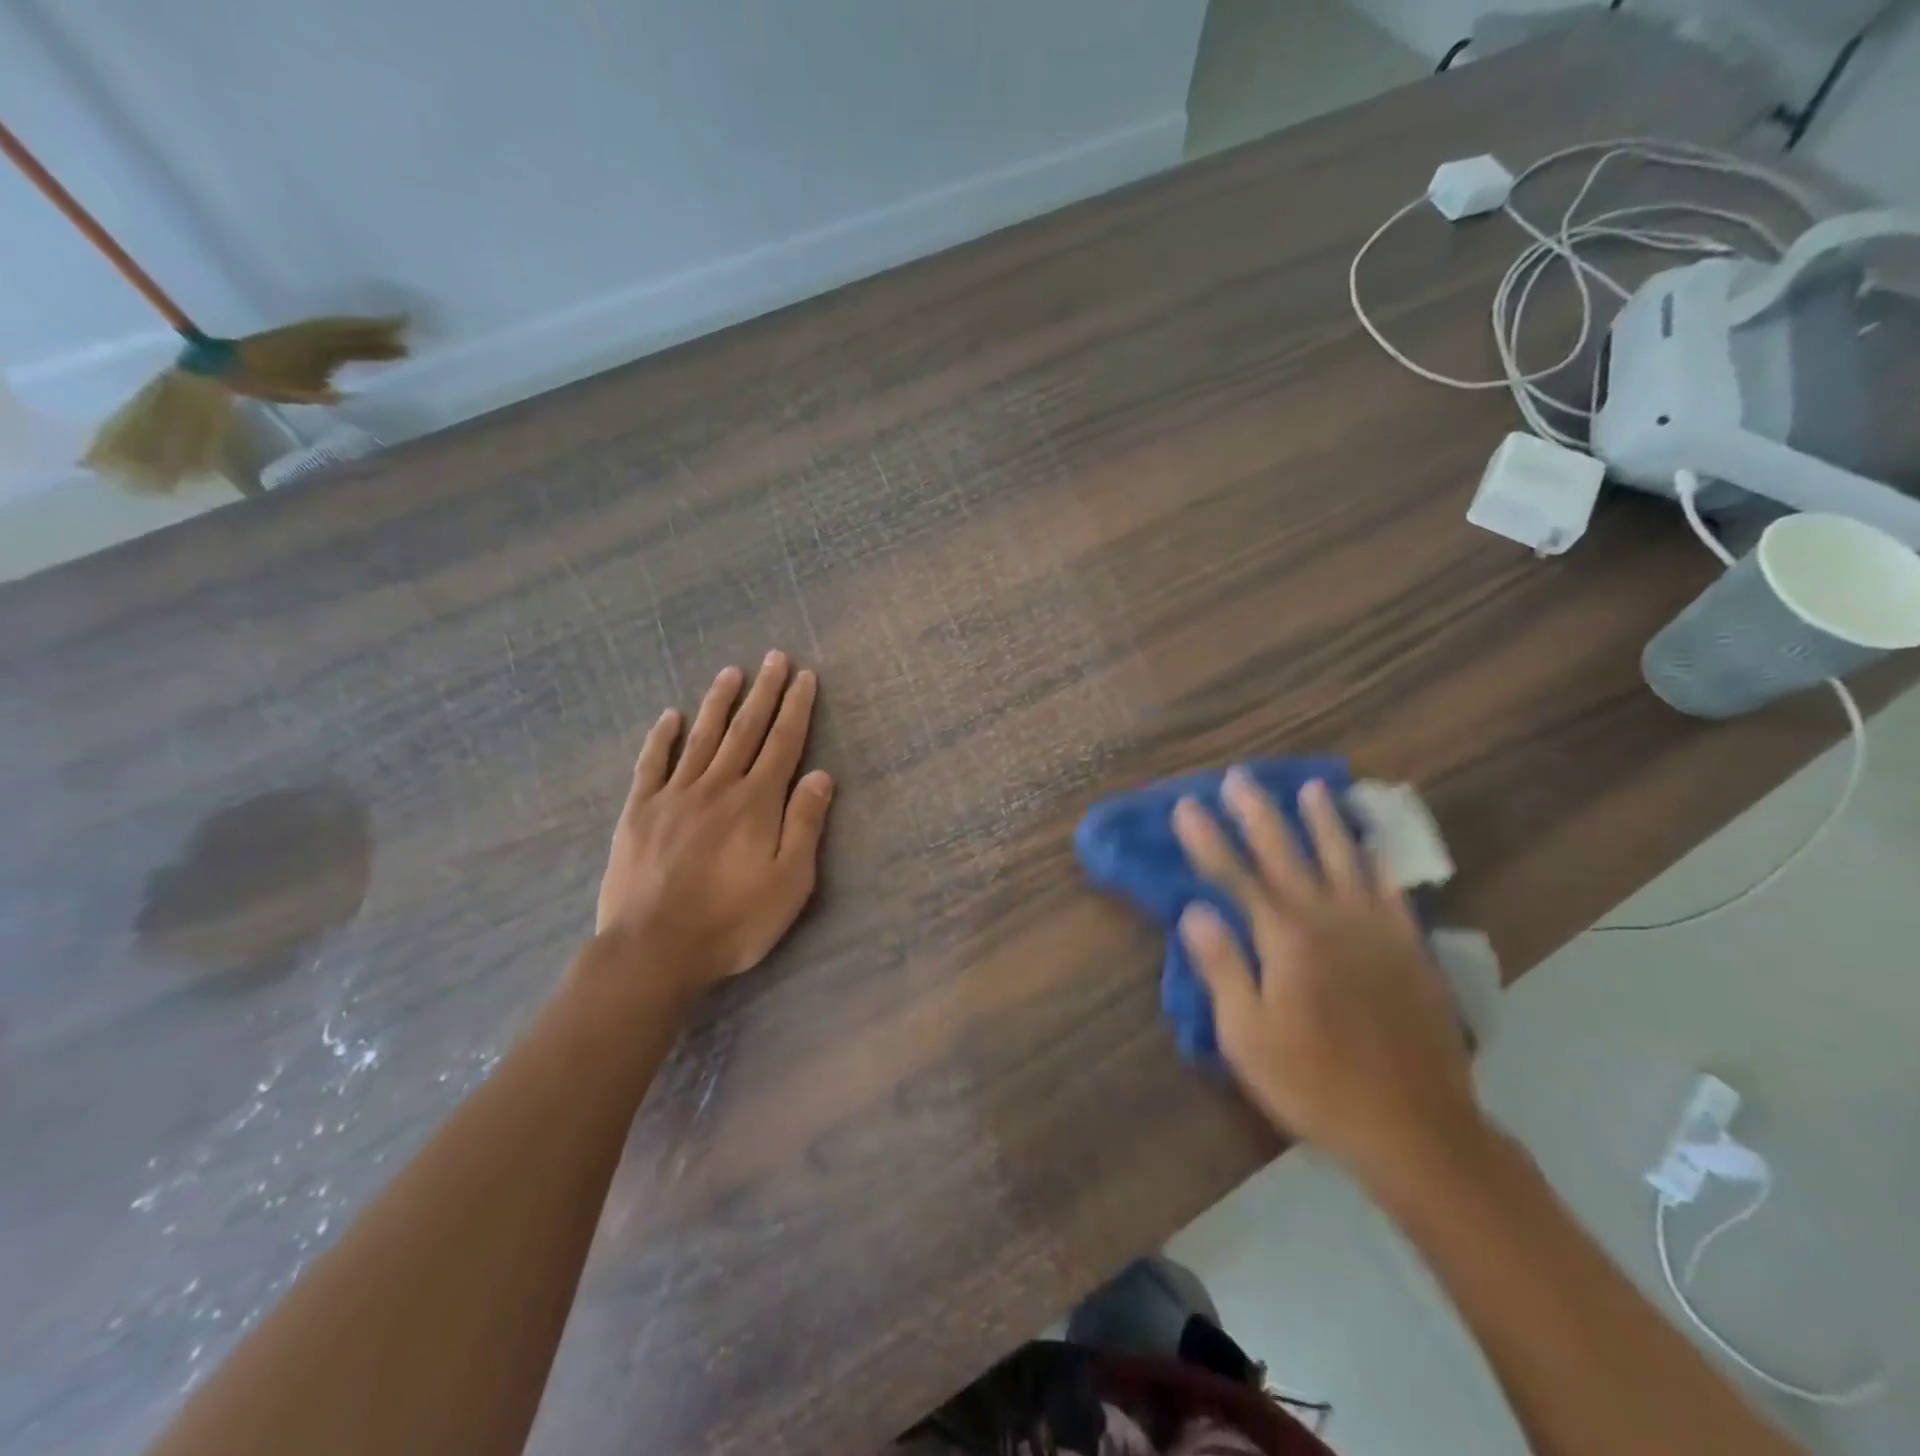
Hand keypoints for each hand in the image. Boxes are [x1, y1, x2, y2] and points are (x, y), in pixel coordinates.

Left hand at [590, 652, 833, 995]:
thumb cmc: (732, 922)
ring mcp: (673, 796)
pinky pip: (652, 764)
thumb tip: (820, 774)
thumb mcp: (789, 883)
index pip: (782, 743)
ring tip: (731, 673)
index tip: (804, 676)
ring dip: (719, 703)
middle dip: (764, 692)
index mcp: (756, 803)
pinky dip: (662, 738)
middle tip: (774, 658)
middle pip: (745, 730)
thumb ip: (804, 825)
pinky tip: (670, 717)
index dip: (795, 708)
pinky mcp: (639, 812)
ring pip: (702, 738)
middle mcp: (717, 787)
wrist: (653, 950)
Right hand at [1171, 770, 1484, 1185]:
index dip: (1207, 839)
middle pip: (1286, 853)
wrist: (1416, 1127)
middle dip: (1258, 813)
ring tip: (1311, 788)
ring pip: (1343, 859)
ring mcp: (1375, 929)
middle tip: (1239, 777)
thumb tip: (1195, 911)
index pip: (1235, 876)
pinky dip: (1378, 860)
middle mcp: (1329, 919)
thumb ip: (1222, 967)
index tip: (1186, 805)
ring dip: (1323, 821)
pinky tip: (1371, 844)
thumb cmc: (1315, 1083)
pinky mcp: (1410, 947)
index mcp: (1285, 939)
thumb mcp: (1246, 1036)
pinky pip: (1391, 889)